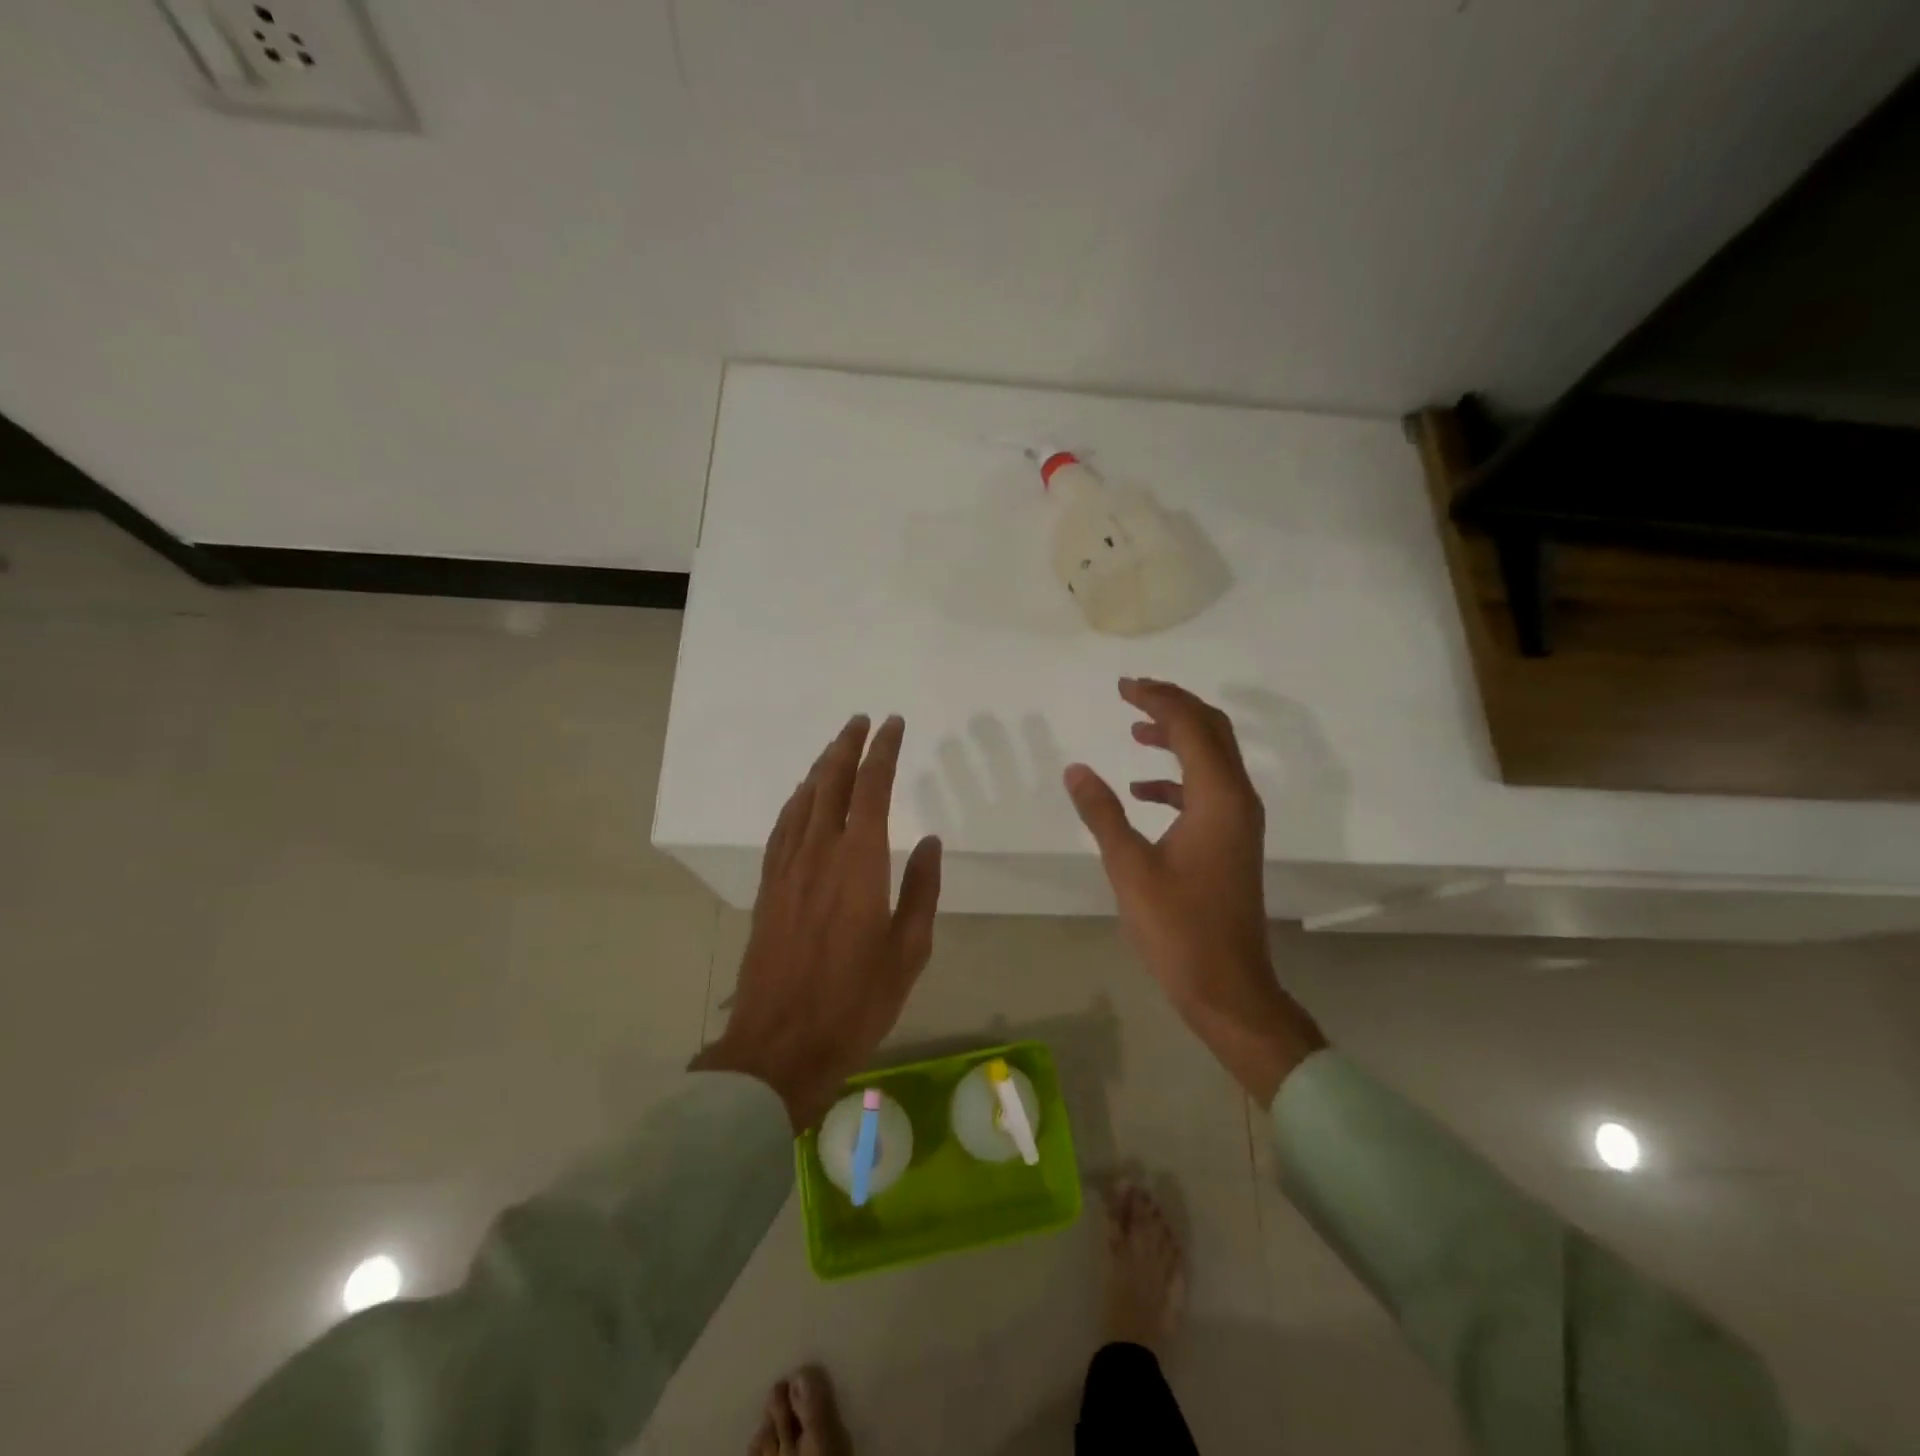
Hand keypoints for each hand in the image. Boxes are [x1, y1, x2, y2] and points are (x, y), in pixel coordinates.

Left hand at [692, 714, 942, 1130]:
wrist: (780, 1046)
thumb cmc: (856, 1002)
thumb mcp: (909, 951)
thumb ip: (921, 890)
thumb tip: (929, 841)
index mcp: (859, 864)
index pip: (871, 790)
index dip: (882, 752)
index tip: (892, 725)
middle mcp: (819, 854)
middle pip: (830, 783)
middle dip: (847, 746)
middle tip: (862, 721)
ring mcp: (787, 870)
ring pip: (802, 801)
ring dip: (820, 768)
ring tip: (835, 748)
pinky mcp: (767, 889)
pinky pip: (781, 829)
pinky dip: (795, 802)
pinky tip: (801, 798)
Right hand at [1064, 678, 1324, 1105]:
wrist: (1227, 986)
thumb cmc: (1177, 928)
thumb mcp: (1129, 868)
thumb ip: (1102, 813)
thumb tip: (1076, 769)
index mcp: (1218, 798)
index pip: (1191, 726)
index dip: (1157, 699)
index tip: (1123, 686)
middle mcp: (1237, 799)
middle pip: (1212, 730)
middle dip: (1174, 706)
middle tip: (1133, 694)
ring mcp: (1239, 821)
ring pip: (1212, 758)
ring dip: (1177, 737)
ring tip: (1135, 730)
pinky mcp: (1232, 840)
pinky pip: (1207, 789)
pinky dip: (1177, 777)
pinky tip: (1142, 791)